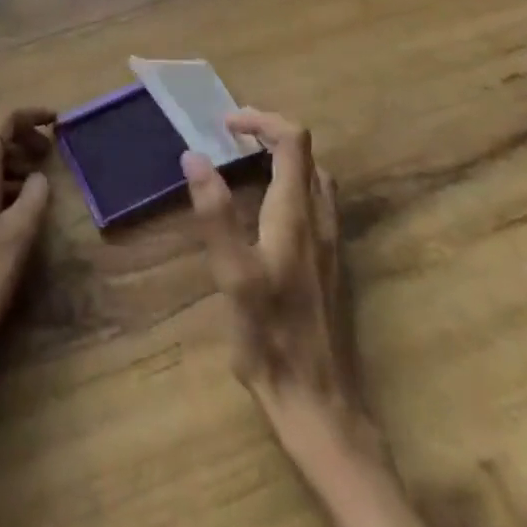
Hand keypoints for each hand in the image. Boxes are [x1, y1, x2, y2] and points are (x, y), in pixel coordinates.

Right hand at [181, 110, 368, 444]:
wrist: (321, 406)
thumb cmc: (271, 338)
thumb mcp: (233, 276)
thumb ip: (215, 214)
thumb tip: (194, 156)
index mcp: (296, 214)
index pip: (293, 140)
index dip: (261, 120)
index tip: (225, 123)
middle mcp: (320, 221)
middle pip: (307, 156)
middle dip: (270, 135)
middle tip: (231, 140)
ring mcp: (331, 245)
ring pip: (316, 181)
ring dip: (284, 160)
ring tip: (246, 166)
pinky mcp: (331, 267)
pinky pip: (317, 206)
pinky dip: (292, 187)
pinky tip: (267, 214)